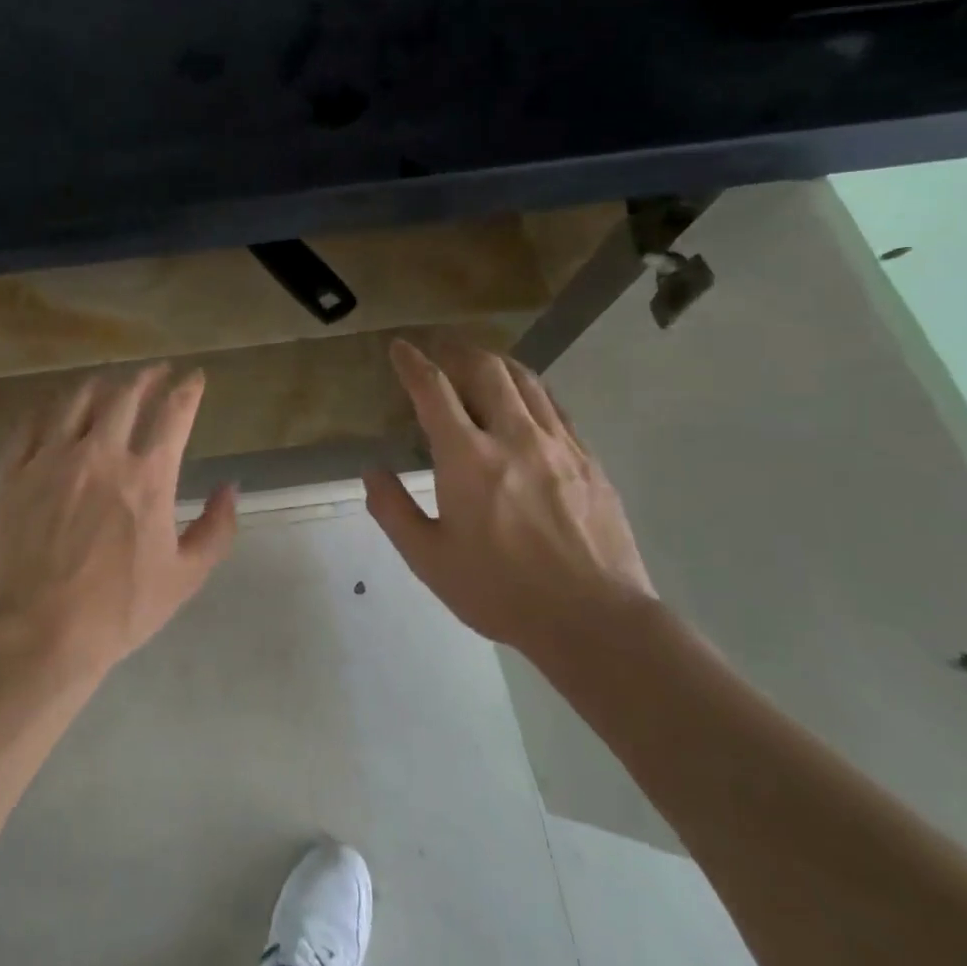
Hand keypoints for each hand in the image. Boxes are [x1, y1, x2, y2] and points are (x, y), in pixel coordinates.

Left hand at [0, 364, 237, 680]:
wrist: (39, 633)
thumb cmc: (119, 610)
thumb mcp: (185, 577)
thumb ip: (216, 529)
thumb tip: (230, 488)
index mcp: (147, 477)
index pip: (174, 413)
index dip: (189, 388)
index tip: (195, 377)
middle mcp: (101, 454)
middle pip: (126, 394)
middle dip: (147, 376)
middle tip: (156, 372)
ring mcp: (51, 459)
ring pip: (77, 399)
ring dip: (100, 384)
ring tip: (110, 382)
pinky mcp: (14, 472)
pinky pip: (31, 422)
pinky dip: (50, 407)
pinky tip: (56, 407)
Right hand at [363, 338, 654, 657]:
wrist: (594, 618)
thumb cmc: (501, 591)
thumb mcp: (429, 559)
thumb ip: (394, 510)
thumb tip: (372, 471)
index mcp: (468, 458)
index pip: (433, 391)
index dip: (412, 363)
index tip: (400, 347)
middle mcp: (514, 437)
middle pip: (486, 370)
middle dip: (458, 351)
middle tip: (441, 349)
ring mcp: (558, 445)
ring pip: (526, 381)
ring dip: (496, 363)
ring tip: (480, 363)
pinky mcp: (588, 460)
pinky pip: (555, 407)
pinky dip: (531, 391)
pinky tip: (526, 402)